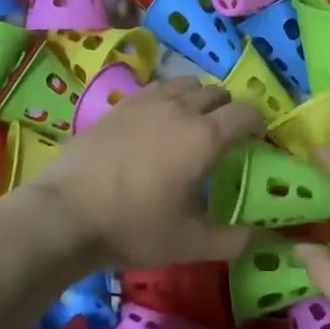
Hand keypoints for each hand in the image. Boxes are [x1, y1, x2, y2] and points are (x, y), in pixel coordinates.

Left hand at [23, 78, 264, 268]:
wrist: (65, 215)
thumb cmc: (134, 228)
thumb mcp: (190, 244)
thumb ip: (234, 240)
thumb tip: (263, 237)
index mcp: (205, 137)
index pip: (246, 113)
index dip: (259, 124)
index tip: (257, 141)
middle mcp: (180, 109)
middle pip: (217, 92)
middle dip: (228, 110)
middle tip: (225, 138)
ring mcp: (146, 103)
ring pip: (185, 84)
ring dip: (198, 99)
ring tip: (191, 126)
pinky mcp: (118, 106)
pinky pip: (155, 90)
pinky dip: (168, 100)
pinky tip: (157, 125)